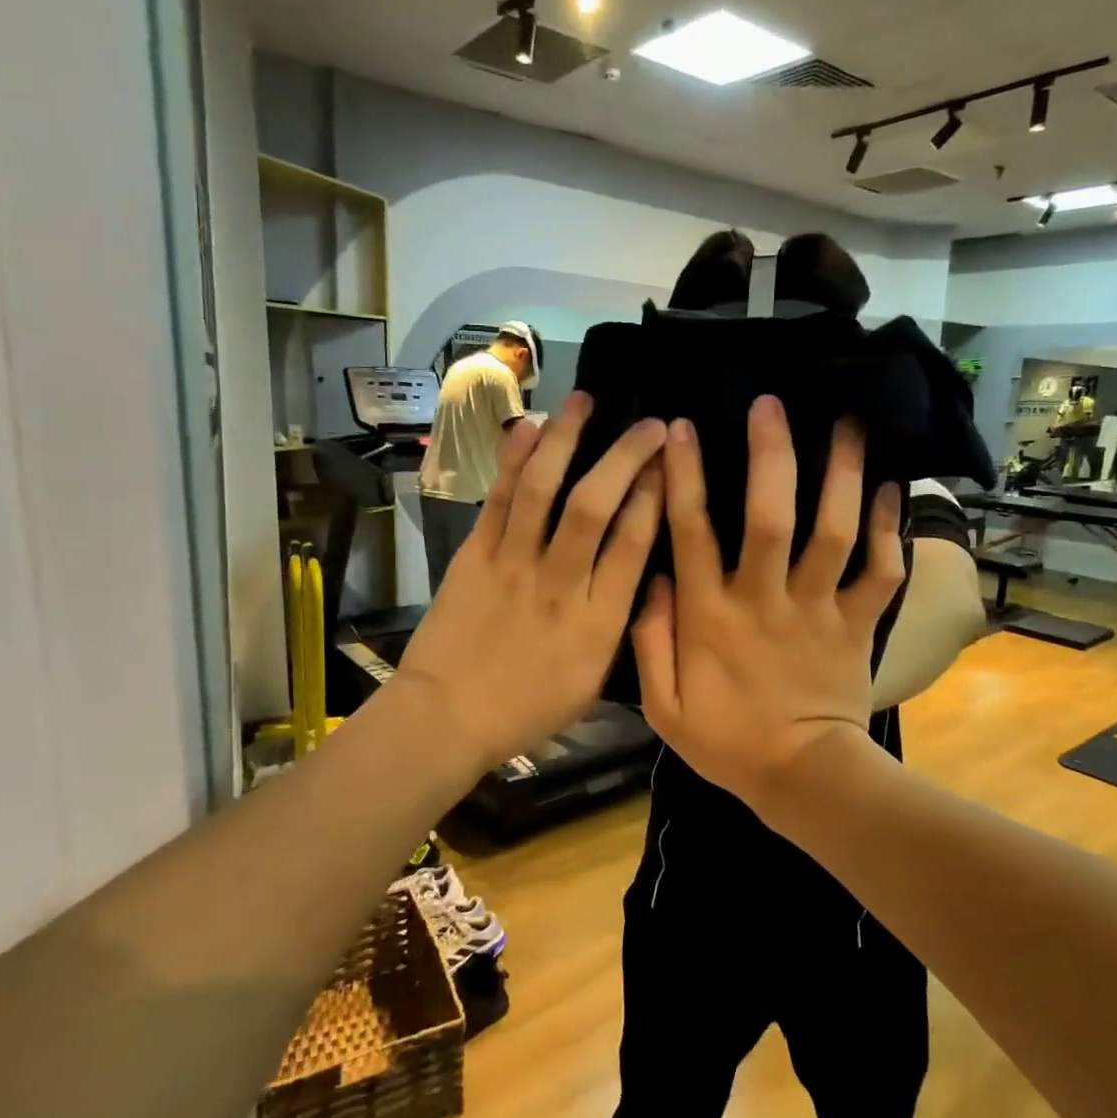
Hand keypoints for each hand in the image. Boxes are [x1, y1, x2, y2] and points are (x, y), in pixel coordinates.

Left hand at [398, 392, 665, 770]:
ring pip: (544, 489)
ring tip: (586, 400)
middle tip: (652, 424)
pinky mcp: (475, 556)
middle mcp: (560, 583)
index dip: (656, 494)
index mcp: (598, 621)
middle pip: (596, 505)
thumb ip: (621, 625)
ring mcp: (513, 564)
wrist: (447, 716)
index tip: (669, 461)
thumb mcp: (593, 681)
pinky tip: (529, 426)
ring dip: (567, 439)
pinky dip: (514, 459)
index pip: (634, 542)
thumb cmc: (528, 708)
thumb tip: (641, 572)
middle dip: (627, 456)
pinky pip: (499, 499)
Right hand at [632, 395, 904, 813]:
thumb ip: (648, 641)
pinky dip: (890, 529)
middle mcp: (764, 600)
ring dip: (842, 474)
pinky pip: (880, 571)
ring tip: (849, 421)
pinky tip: (893, 488)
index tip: (681, 428)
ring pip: (833, 532)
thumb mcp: (663, 707)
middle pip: (769, 516)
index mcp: (710, 617)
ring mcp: (818, 609)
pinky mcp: (858, 624)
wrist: (802, 780)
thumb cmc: (727, 742)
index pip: (691, 533)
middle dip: (770, 455)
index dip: (684, 477)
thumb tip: (649, 577)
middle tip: (774, 402)